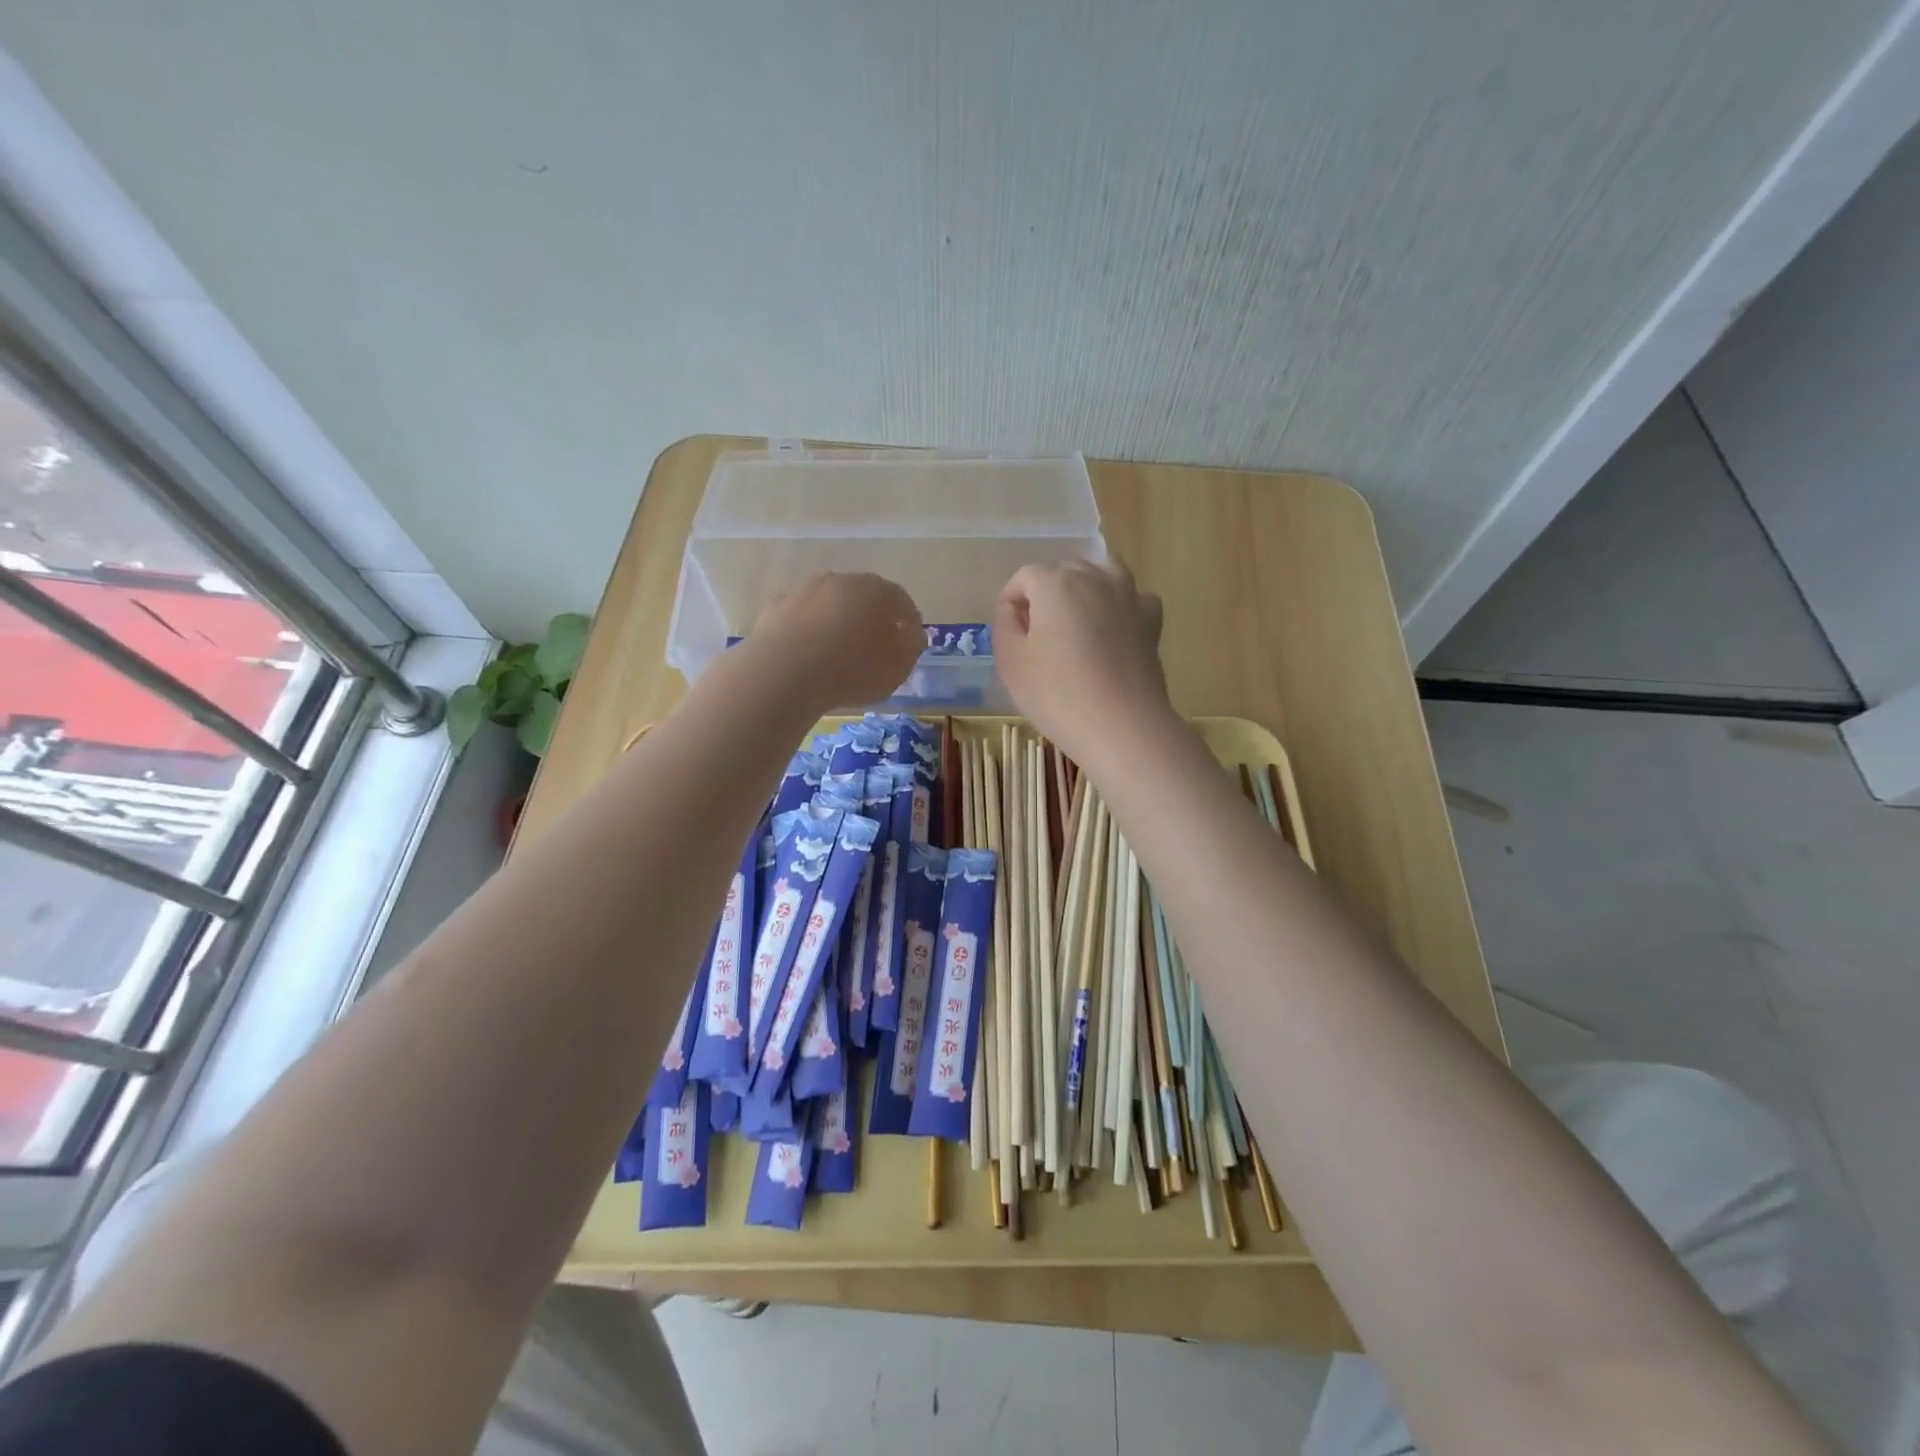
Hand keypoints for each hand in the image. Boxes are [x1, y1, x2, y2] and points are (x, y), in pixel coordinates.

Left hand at [749, 572, 924, 708]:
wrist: (784, 673)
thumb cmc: (853, 669)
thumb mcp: (898, 666)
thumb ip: (911, 646)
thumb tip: (911, 633)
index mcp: (875, 590)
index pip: (900, 599)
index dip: (908, 619)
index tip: (910, 639)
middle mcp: (839, 580)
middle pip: (862, 597)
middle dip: (871, 617)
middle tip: (874, 644)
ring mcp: (803, 591)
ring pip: (829, 605)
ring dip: (836, 622)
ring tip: (838, 651)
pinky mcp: (774, 609)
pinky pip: (801, 619)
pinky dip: (809, 632)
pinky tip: (808, 654)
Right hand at [994, 558, 1171, 767]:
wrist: (1121, 725)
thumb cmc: (1057, 694)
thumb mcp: (1011, 662)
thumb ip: (1005, 626)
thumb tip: (1013, 609)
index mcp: (1055, 583)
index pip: (1025, 577)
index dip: (1011, 599)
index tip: (1009, 629)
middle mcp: (1095, 578)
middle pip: (1064, 571)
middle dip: (1047, 592)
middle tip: (1038, 632)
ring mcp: (1128, 597)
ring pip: (1102, 573)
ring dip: (1084, 588)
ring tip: (1075, 622)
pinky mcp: (1151, 621)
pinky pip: (1133, 598)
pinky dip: (1120, 605)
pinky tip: (1112, 628)